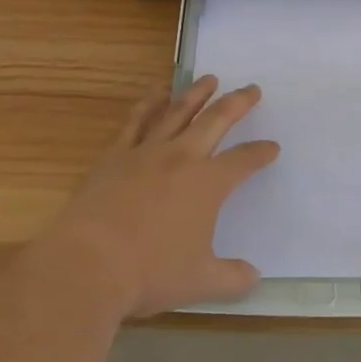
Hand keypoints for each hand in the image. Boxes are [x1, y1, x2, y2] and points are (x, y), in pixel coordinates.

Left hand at [41, 76, 278, 317]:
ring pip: (178, 112)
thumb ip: (231, 278)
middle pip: (216, 121)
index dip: (260, 153)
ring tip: (209, 78)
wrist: (88, 263)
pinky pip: (136, 120)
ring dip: (196, 93)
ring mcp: (147, 152)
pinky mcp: (115, 155)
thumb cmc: (149, 273)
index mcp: (208, 184)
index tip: (272, 147)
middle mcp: (182, 158)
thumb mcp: (199, 283)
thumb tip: (255, 276)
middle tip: (251, 88)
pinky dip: (149, 102)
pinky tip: (156, 91)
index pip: (243, 160)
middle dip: (237, 104)